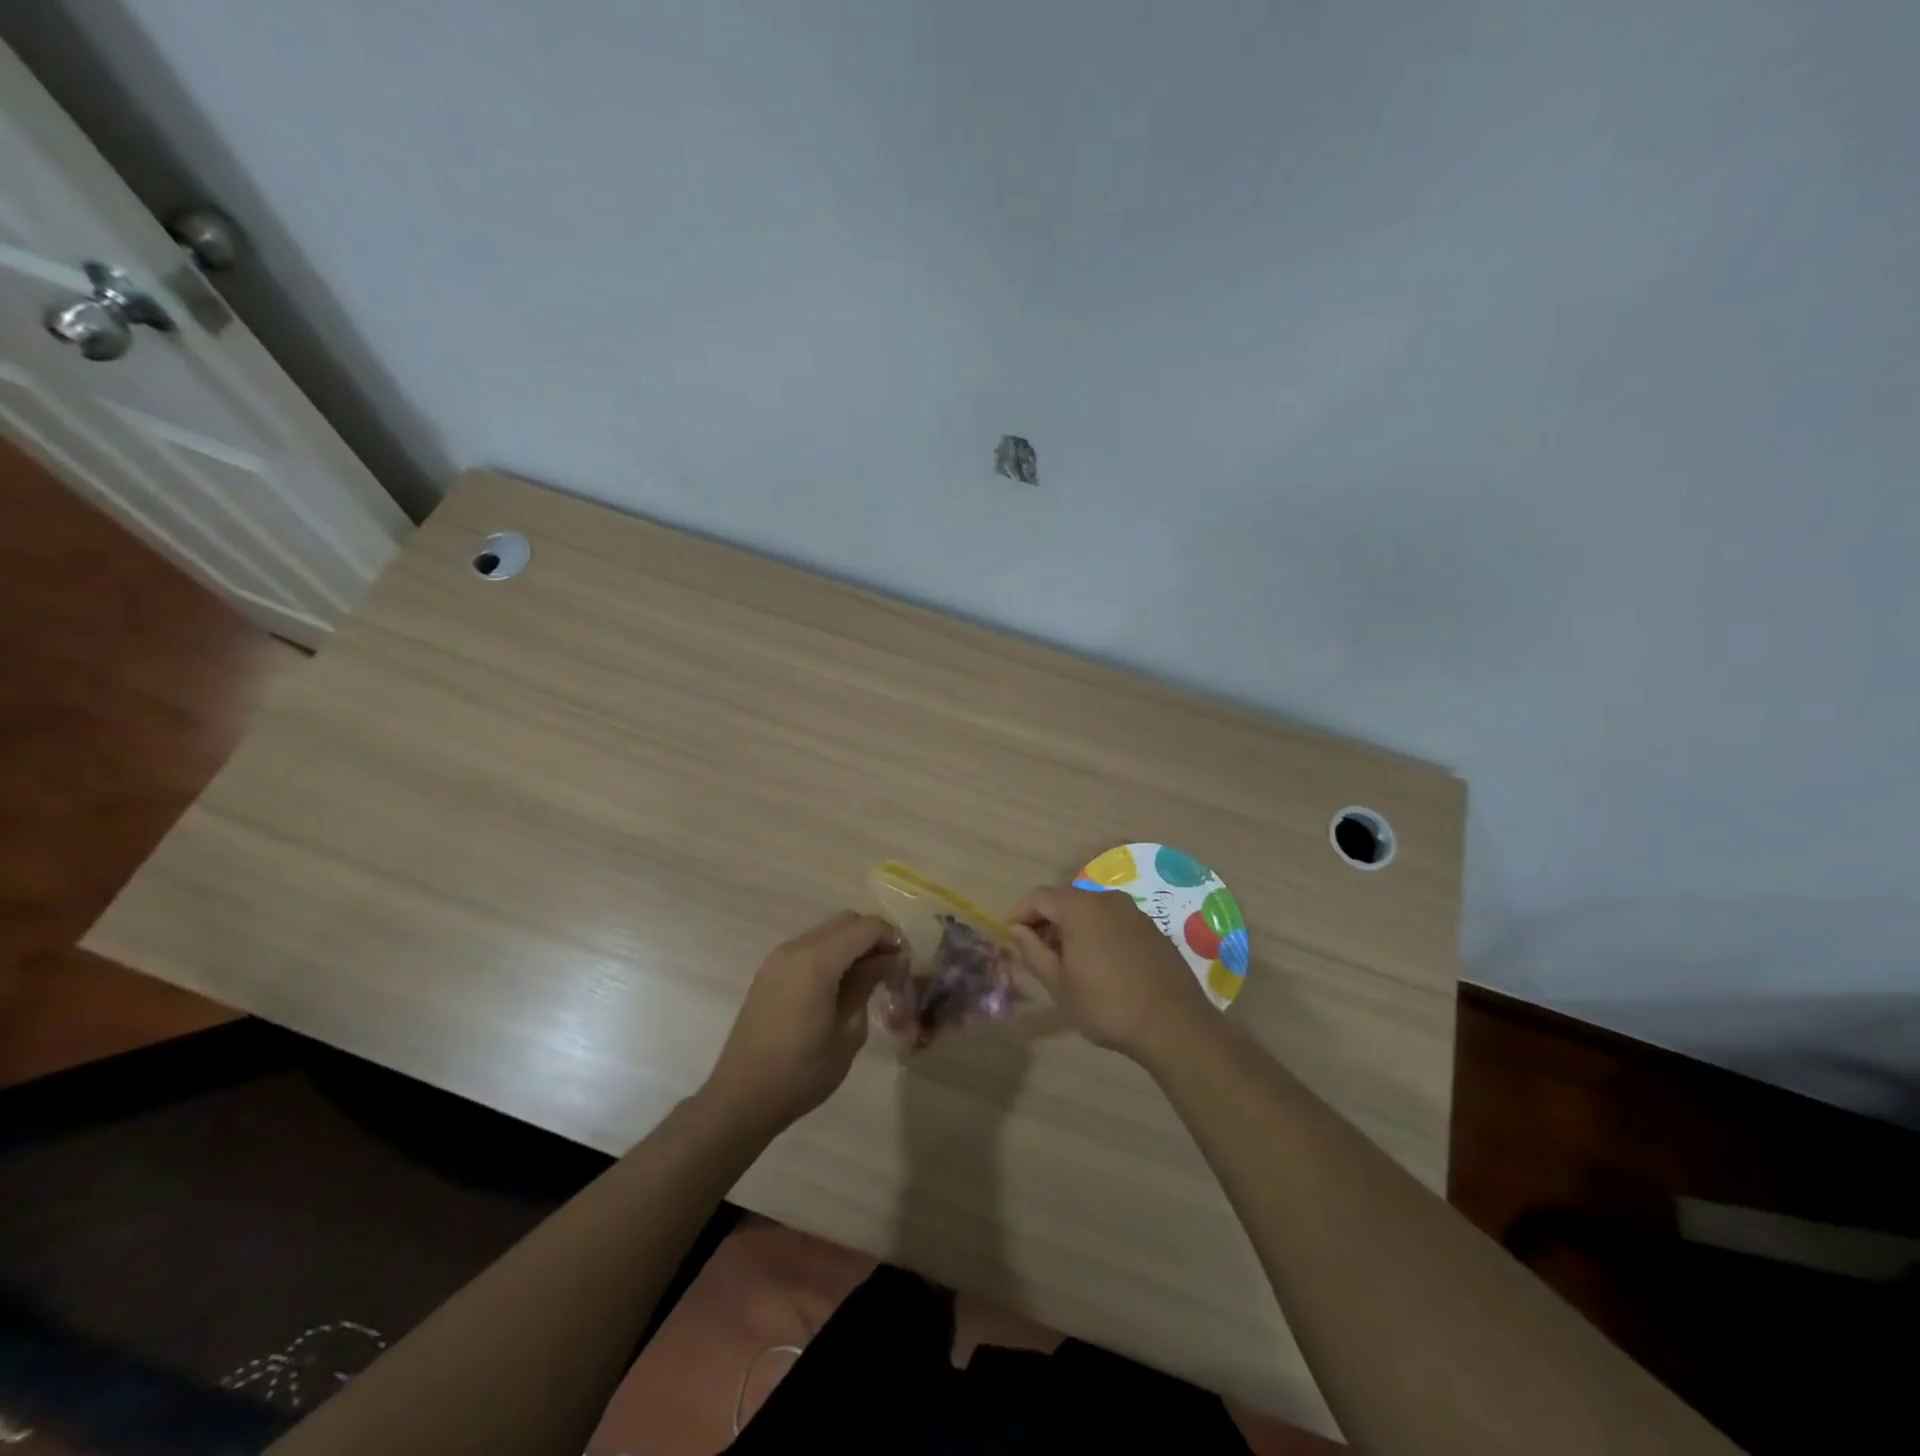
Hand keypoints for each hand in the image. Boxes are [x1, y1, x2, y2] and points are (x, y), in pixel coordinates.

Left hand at [701, 911, 903, 1132]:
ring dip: (850, 945)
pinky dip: (830, 954)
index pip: (865, 927)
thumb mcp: (848, 1032)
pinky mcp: (768, 972)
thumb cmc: (802, 1072)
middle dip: (872, 937)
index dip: (891, 938)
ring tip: (866, 980)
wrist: (741, 1098)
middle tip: (889, 970)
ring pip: (826, 932)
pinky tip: (837, 987)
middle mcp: (796, 949)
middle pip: (845, 922)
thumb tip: (891, 959)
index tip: (905, 963)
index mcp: (817, 961)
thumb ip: (868, 985)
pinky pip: (808, 947)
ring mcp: (778, 958)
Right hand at [1009, 885, 1215, 1065]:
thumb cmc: (1106, 1004)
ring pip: (1090, 909)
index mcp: (1080, 907)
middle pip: (1065, 899)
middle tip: (1035, 950)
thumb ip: (1032, 951)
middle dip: (1045, 920)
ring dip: (1071, 926)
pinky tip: (1098, 963)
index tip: (1009, 935)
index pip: (1038, 897)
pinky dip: (1096, 932)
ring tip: (1065, 960)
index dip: (1019, 913)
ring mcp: (1133, 911)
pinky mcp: (1151, 927)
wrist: (1174, 1024)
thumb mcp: (1059, 984)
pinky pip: (1113, 920)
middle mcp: (1106, 899)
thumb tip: (1017, 930)